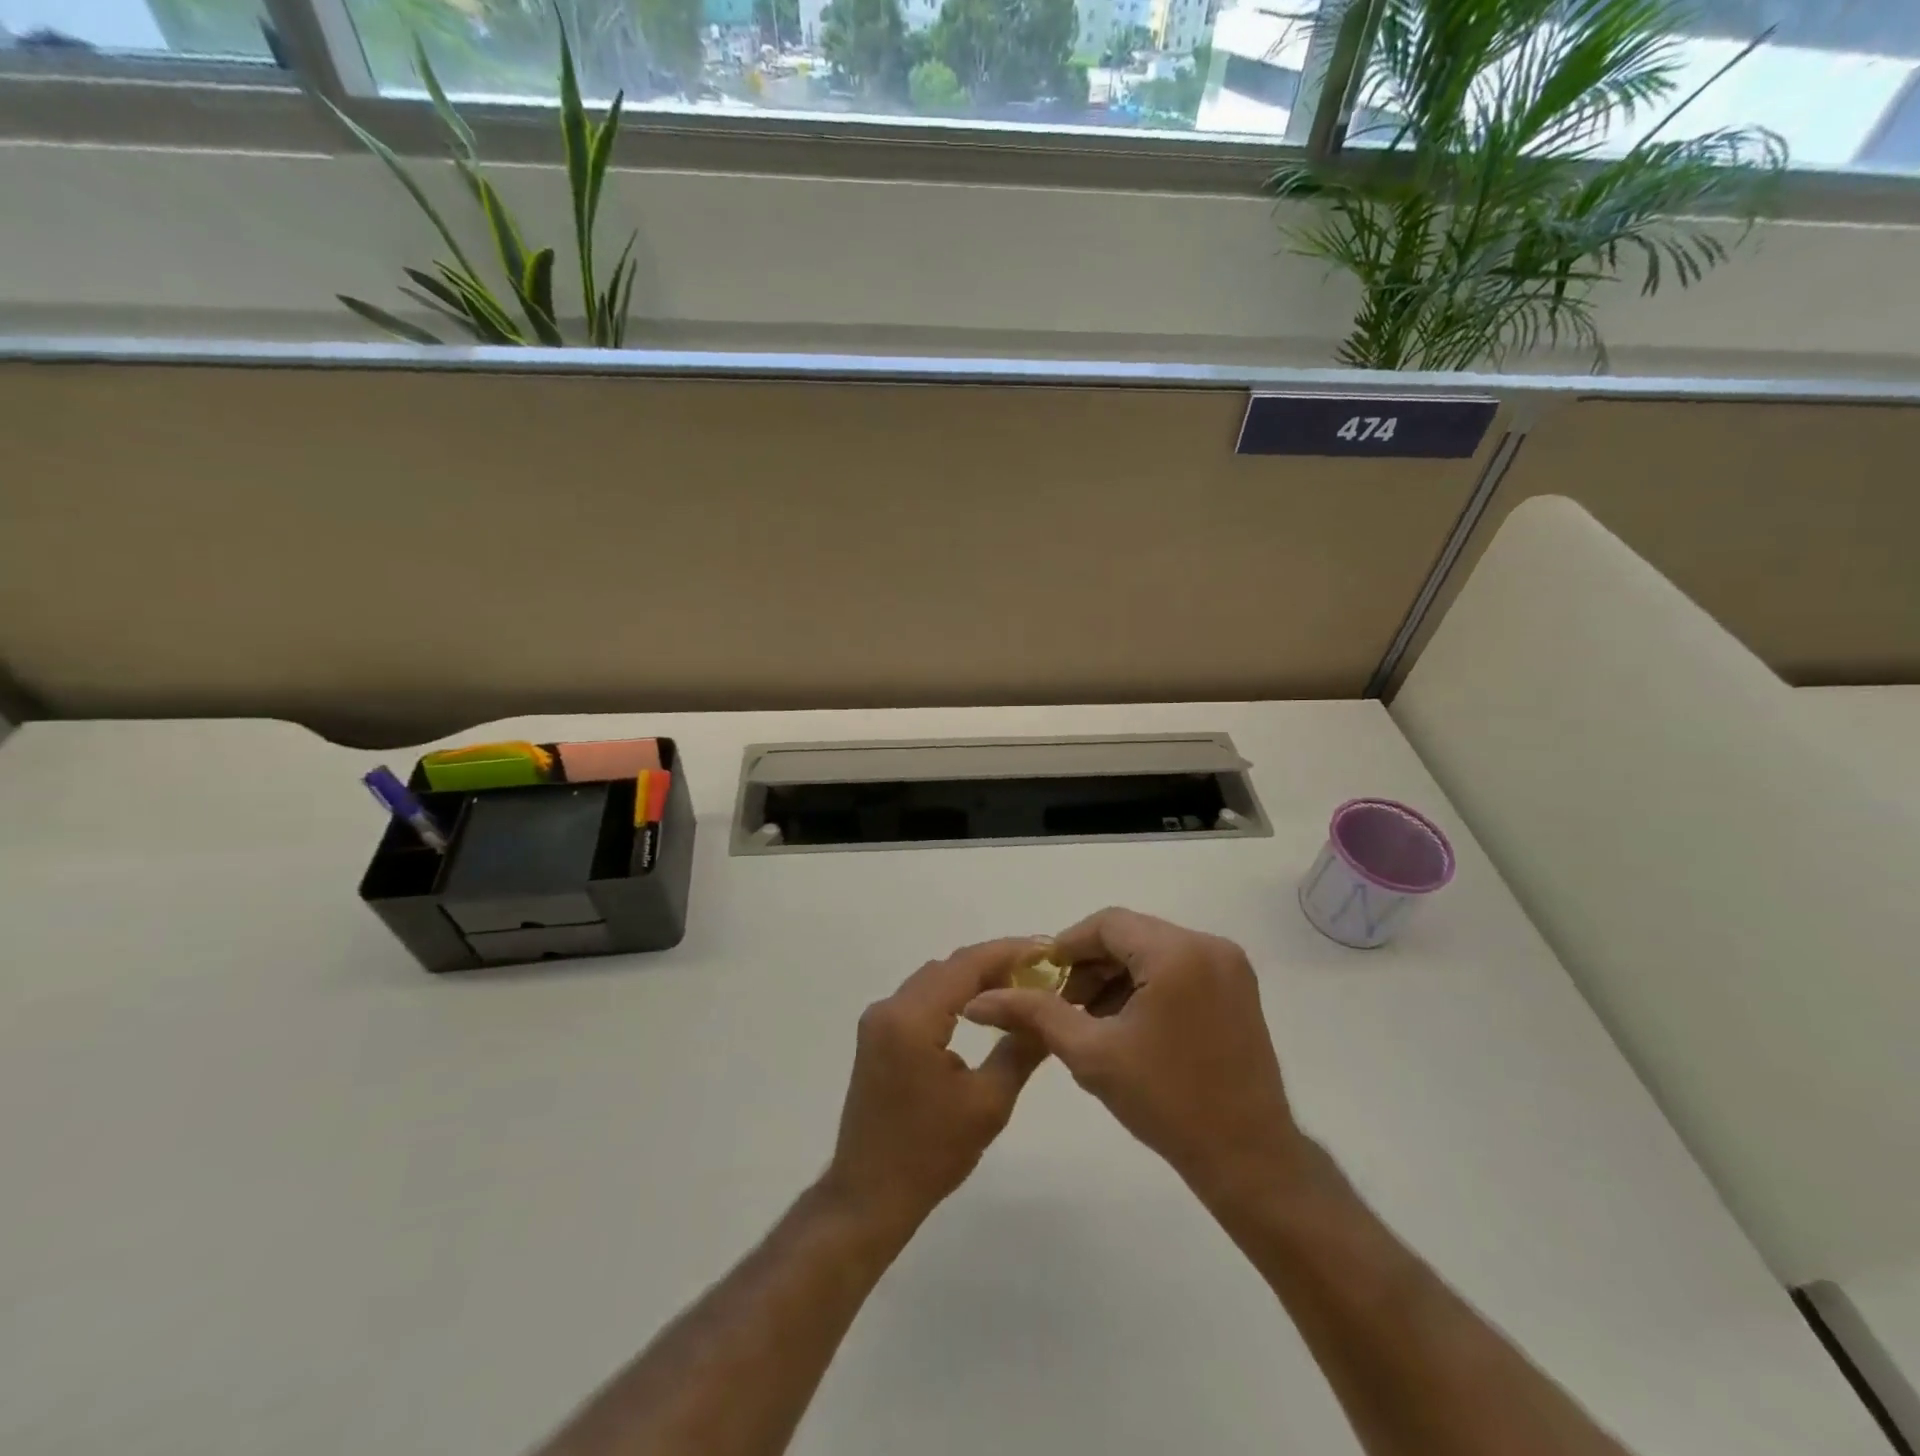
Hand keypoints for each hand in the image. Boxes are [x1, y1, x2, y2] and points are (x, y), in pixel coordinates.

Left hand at [823, 939, 1050, 1234]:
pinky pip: (920, 999)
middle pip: (948, 968)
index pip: (966, 965)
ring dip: (972, 979)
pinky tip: (981, 1011)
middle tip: (1039, 973)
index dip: (1008, 952)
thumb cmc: (930, 1153)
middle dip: (994, 964)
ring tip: (1018, 989)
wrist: (869, 1196)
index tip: (1046, 950)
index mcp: (912, 1018)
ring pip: (933, 981)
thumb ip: (1021, 1049)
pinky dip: (952, 997)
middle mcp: (889, 1007)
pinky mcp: (877, 1036)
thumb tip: (1049, 1015)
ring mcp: (878, 1021)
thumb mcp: (988, 1103)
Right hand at [962, 909, 1307, 1204]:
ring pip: (1153, 951)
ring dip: (1116, 976)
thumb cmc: (1167, 1103)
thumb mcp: (1090, 1054)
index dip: (1067, 946)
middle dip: (1090, 965)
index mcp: (1177, 953)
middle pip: (1131, 935)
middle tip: (1060, 1004)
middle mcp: (1209, 945)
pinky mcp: (1238, 988)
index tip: (1039, 979)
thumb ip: (1034, 1013)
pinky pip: (1179, 968)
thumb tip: (978, 999)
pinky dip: (1146, 985)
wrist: (1249, 1160)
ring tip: (1088, 1019)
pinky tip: (1125, 1024)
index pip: (1107, 924)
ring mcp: (1229, 966)